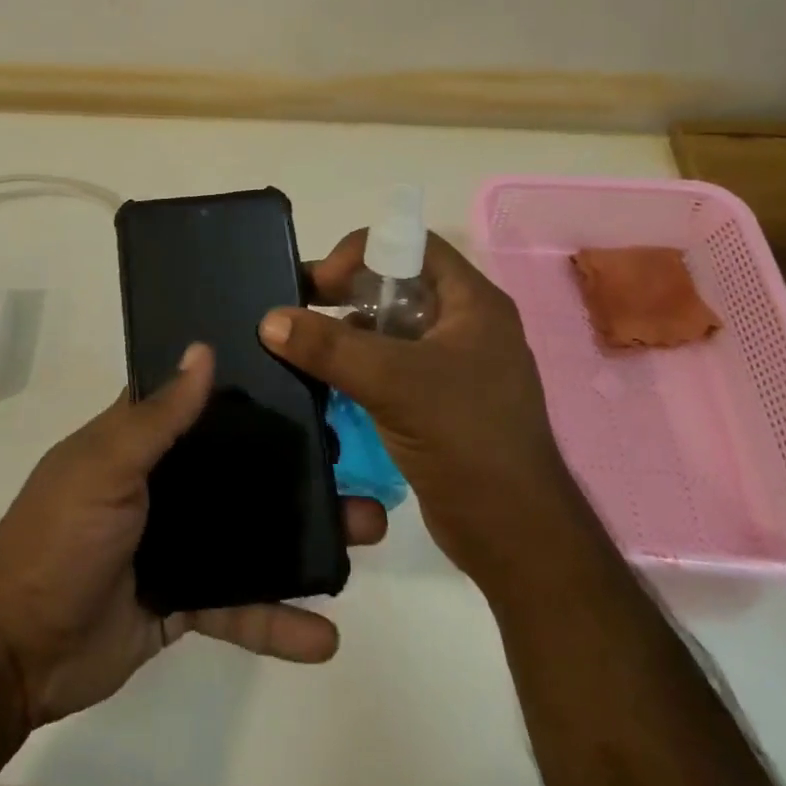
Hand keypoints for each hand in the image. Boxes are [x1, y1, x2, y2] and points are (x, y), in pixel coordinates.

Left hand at [0, 343, 387, 727]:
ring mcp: (180, 542)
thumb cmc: (59, 537)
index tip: (308, 375)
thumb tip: (204, 349)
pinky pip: (240, 606)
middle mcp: (167, 483)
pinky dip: (277, 621)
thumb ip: (157, 416)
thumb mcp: (105, 465)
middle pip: (242, 468)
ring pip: (253, 534)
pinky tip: (325, 636)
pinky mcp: (186, 601)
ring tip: (364, 535)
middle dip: (297, 466)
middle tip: (356, 460)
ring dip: (305, 538)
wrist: (17, 651)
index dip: (249, 387)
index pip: (202, 401)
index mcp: (142, 441)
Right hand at [259, 229, 565, 575]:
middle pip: (397, 285)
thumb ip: (329, 347)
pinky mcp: (439, 402)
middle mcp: (466, 325)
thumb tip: (269, 320)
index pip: (413, 246)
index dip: (364, 252)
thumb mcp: (393, 383)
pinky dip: (357, 366)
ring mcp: (454, 366)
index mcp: (473, 303)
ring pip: (390, 328)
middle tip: (298, 309)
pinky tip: (324, 381)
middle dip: (346, 293)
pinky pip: (391, 366)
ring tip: (302, 346)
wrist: (516, 539)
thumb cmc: (466, 440)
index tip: (323, 284)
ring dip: (347, 332)